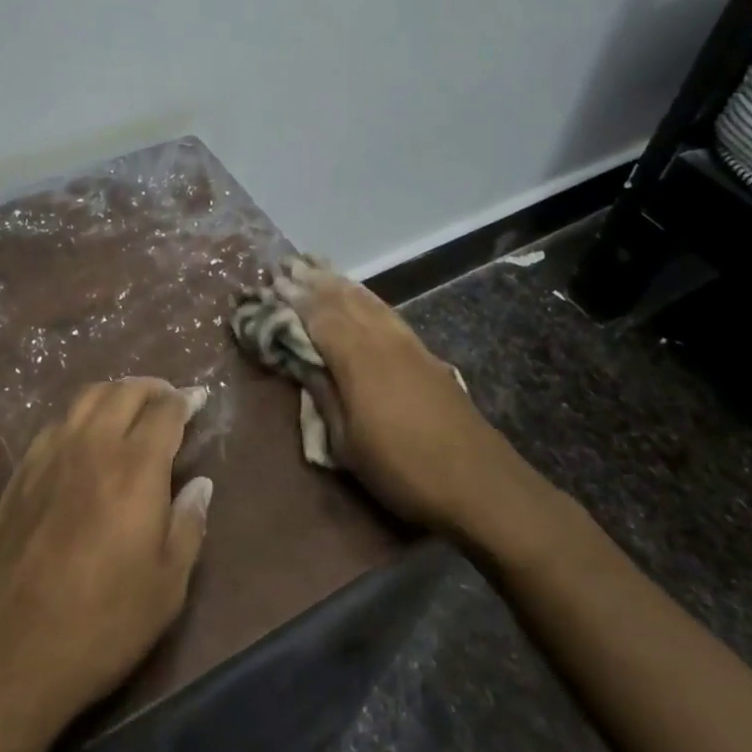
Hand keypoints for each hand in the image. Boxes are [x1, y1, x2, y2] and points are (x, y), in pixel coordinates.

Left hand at [0, 378, 212, 743]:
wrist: (8, 651)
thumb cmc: (101, 623)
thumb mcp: (167, 587)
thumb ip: (188, 525)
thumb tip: (201, 484)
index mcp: (135, 467)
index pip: (165, 412)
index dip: (186, 400)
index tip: (199, 399)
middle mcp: (93, 445)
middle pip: (125, 391)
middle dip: (153, 388)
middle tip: (169, 399)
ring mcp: (51, 454)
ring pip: (87, 398)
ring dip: (116, 393)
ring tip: (130, 408)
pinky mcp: (21, 472)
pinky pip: (57, 423)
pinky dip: (82, 416)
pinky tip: (85, 438)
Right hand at [274, 260, 493, 530]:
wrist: (480, 483)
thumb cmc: (403, 469)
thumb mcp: (347, 444)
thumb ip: (323, 395)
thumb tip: (300, 361)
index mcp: (356, 359)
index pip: (318, 316)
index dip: (293, 300)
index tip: (271, 285)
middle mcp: (381, 340)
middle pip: (342, 300)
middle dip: (313, 283)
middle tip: (287, 268)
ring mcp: (407, 343)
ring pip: (367, 300)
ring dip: (339, 283)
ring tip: (316, 269)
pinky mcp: (425, 353)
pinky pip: (386, 311)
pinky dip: (366, 297)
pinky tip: (360, 296)